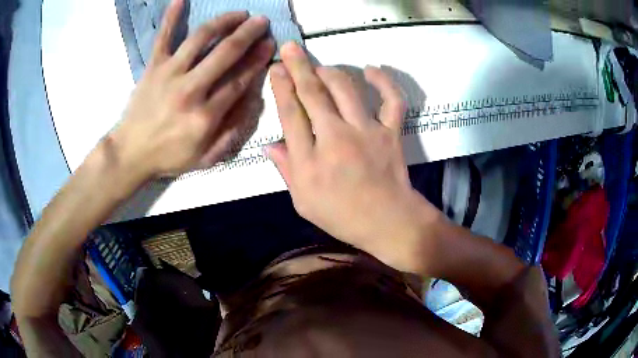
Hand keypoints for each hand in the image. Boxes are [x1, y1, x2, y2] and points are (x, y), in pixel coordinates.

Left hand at [109, 0, 273, 179]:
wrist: (131, 153)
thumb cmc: (168, 156)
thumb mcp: (205, 158)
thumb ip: (231, 133)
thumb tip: (251, 102)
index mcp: (205, 116)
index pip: (239, 80)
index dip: (257, 60)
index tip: (270, 45)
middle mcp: (190, 89)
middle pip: (225, 54)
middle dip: (247, 35)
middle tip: (261, 21)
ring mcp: (169, 74)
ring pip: (200, 39)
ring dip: (223, 22)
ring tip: (238, 14)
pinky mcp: (153, 67)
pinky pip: (163, 37)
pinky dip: (171, 17)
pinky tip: (179, 0)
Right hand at [266, 43, 442, 272]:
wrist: (388, 222)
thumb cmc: (342, 216)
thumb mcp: (303, 202)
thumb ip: (287, 170)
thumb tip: (270, 145)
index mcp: (310, 161)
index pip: (290, 114)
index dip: (281, 87)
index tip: (276, 69)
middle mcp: (336, 139)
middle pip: (313, 94)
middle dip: (299, 67)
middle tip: (290, 48)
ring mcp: (367, 132)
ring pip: (345, 89)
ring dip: (330, 71)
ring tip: (320, 66)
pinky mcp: (391, 132)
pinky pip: (391, 100)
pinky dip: (384, 81)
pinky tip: (371, 69)